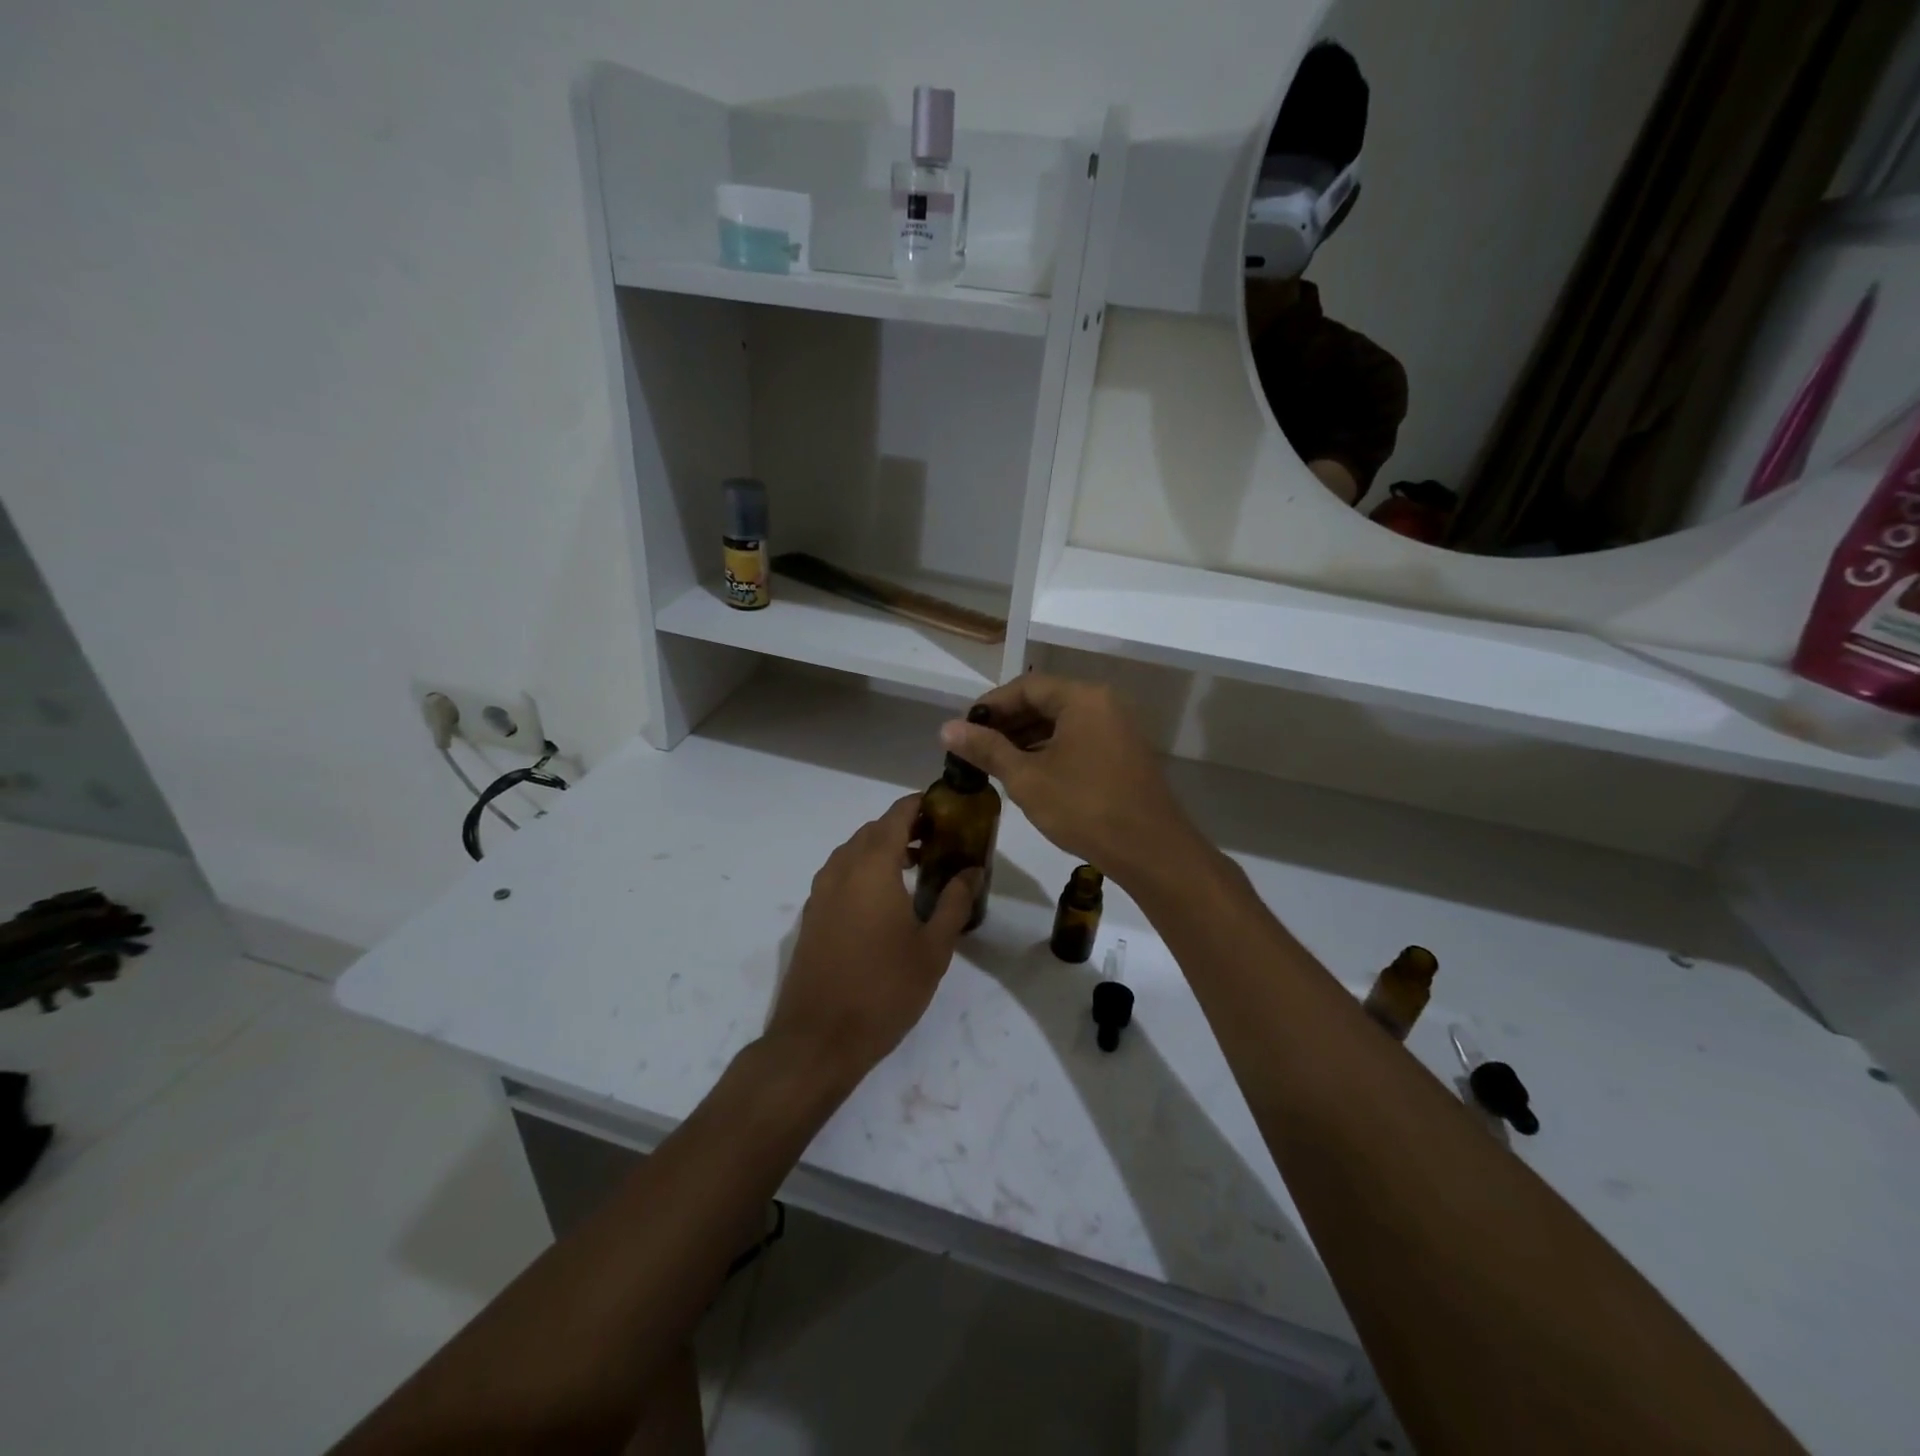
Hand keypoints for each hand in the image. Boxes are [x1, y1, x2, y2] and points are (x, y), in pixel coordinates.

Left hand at [763, 794, 976, 1091]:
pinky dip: (862, 870)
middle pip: (872, 831)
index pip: (895, 816)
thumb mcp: (932, 949)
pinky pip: (839, 875)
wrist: (818, 1039)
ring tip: (914, 868)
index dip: (919, 805)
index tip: (944, 808)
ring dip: (881, 849)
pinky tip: (883, 900)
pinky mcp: (811, 916)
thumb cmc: (884, 990)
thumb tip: (971, 871)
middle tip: (936, 841)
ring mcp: (820, 893)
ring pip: (852, 852)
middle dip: (903, 827)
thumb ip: (953, 903)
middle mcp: (841, 870)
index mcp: (872, 868)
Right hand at [939, 674, 1198, 885]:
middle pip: (1045, 702)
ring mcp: (1117, 729)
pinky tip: (1028, 774)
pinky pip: (1079, 740)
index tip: (963, 728)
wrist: (1150, 850)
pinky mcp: (1123, 754)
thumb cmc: (1084, 808)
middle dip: (1007, 723)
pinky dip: (1050, 751)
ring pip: (1062, 723)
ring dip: (1027, 739)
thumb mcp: (1027, 778)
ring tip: (994, 763)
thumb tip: (946, 728)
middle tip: (974, 748)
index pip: (1026, 687)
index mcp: (1082, 698)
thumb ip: (987, 749)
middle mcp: (1103, 704)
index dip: (990, 706)